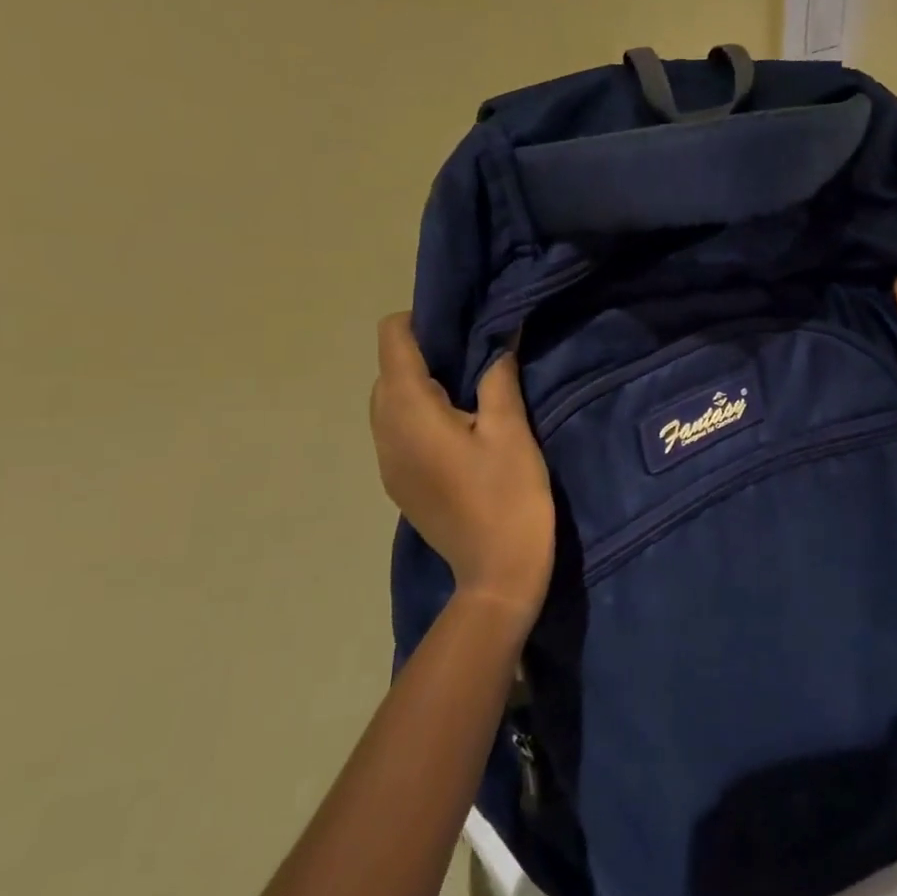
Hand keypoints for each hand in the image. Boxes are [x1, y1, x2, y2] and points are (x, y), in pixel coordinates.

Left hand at [371, 315, 554, 622]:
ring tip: (471, 393)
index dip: (422, 320)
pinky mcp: (398, 483)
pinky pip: (397, 430)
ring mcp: (386, 462)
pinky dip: (419, 414)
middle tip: (476, 358)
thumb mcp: (512, 430)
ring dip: (422, 385)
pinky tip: (460, 431)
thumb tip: (499, 336)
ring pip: (389, 401)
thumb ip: (498, 376)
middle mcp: (385, 431)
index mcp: (409, 411)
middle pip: (388, 369)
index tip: (464, 325)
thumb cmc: (509, 497)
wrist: (497, 575)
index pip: (392, 339)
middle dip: (425, 352)